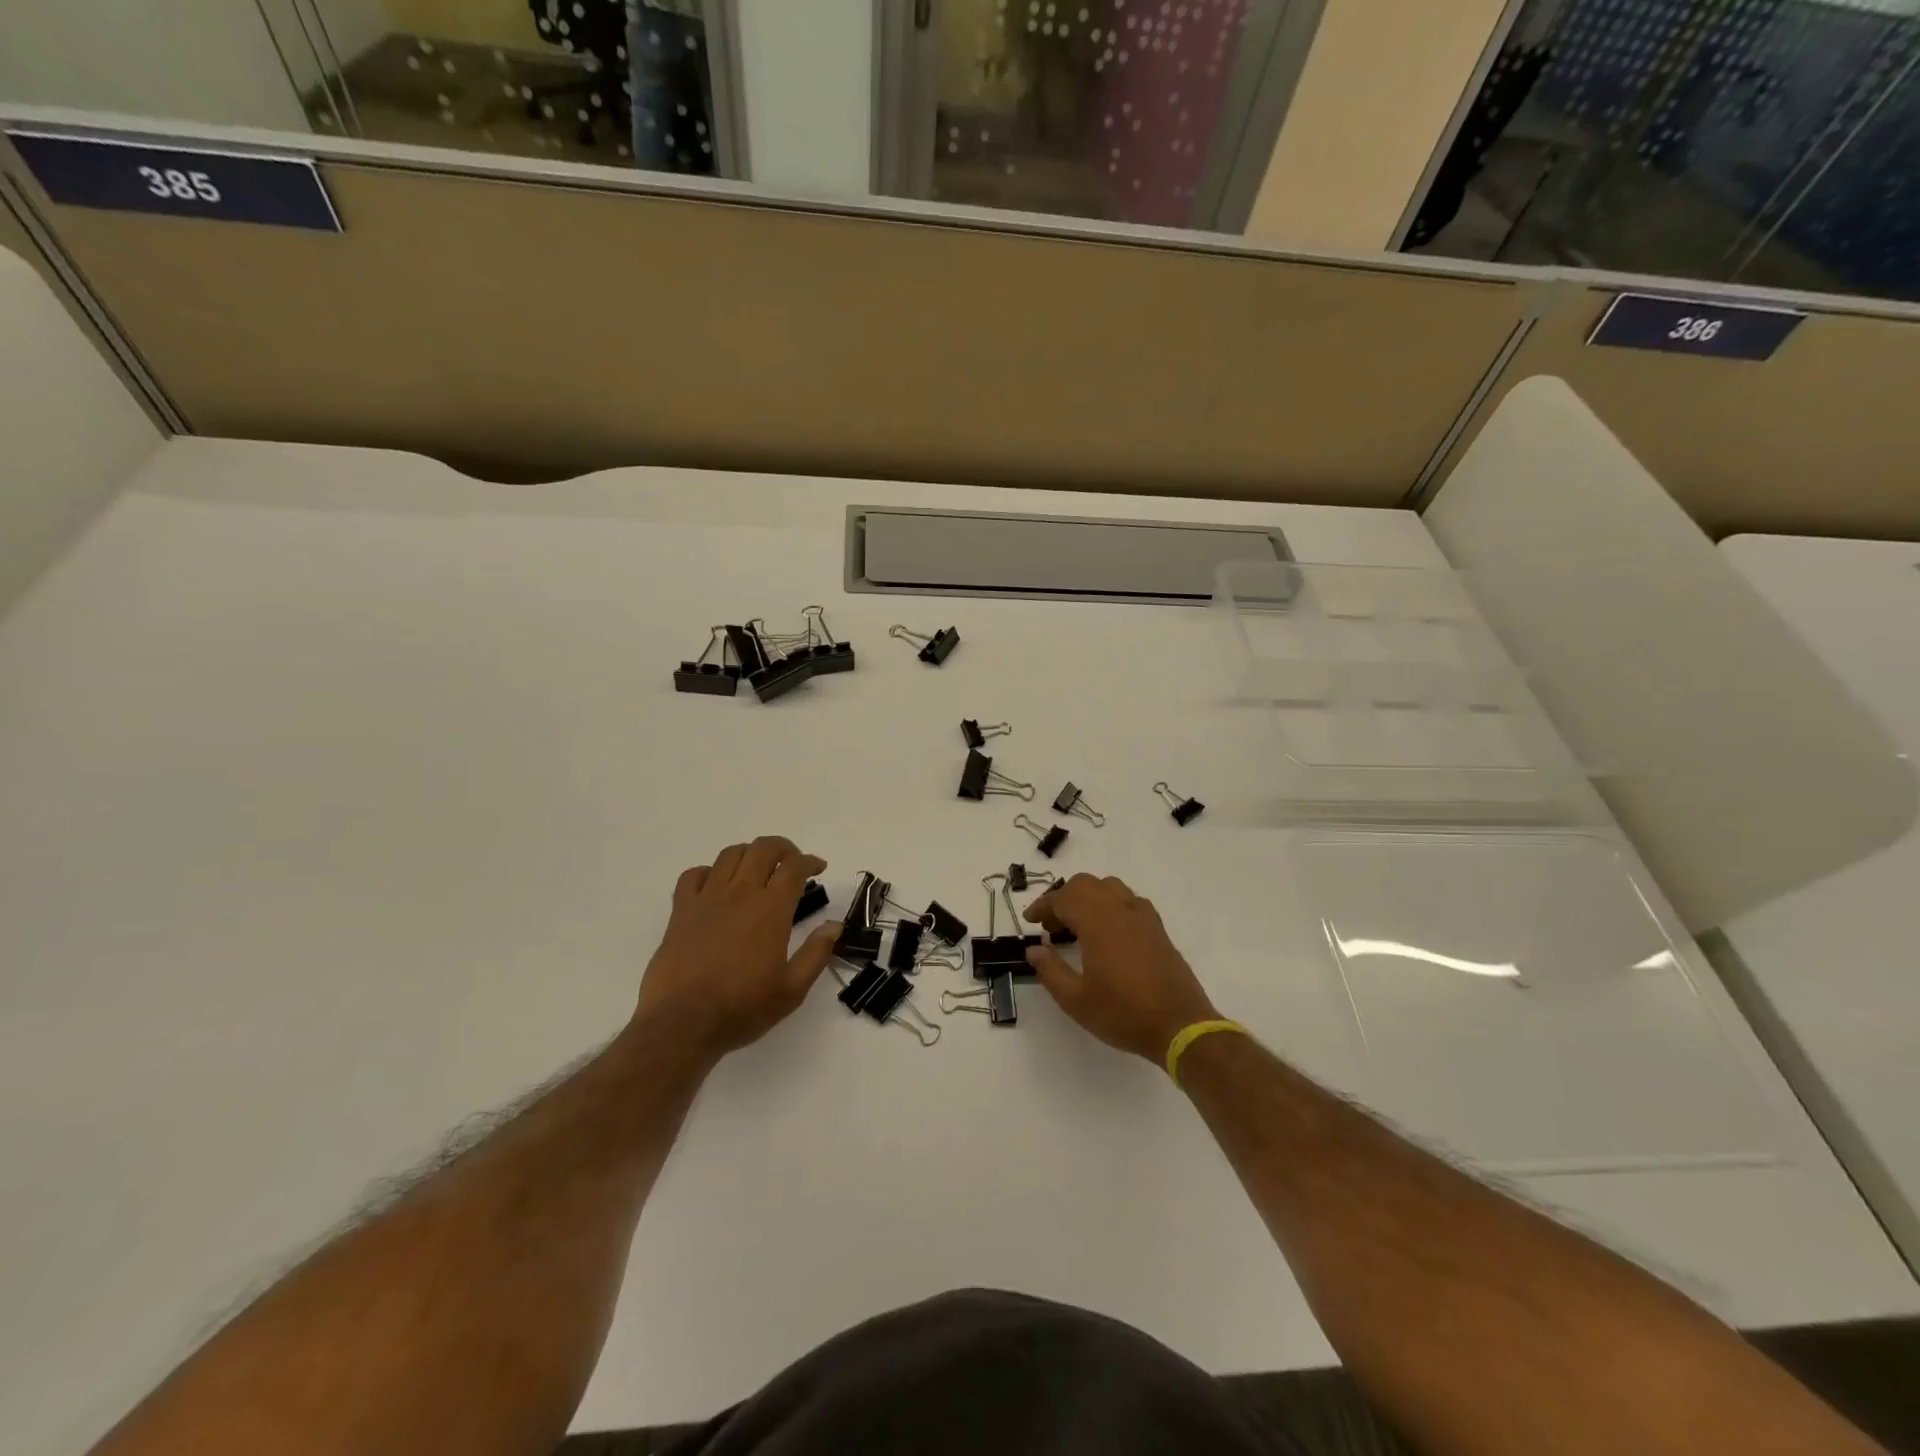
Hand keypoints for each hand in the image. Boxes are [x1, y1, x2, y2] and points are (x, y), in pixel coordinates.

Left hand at [634, 836, 839, 1061]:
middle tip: (791, 864)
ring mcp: (707, 899)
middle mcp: (740, 894)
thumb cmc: (742, 1008)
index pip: (794, 867)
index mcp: (771, 909)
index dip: (810, 861)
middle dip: (783, 848)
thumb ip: (817, 953)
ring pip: (730, 854)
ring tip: (757, 870)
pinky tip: (716, 886)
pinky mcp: (680, 911)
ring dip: (749, 854)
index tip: (818, 869)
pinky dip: (708, 872)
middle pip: (763, 848)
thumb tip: (834, 926)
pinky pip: (693, 875)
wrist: (682, 1024)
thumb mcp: (792, 989)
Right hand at [1024, 873, 1219, 1062]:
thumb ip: (1051, 971)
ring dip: (1088, 897)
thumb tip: (1034, 949)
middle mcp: (1120, 909)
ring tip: (1078, 924)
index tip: (1029, 921)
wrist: (1180, 1026)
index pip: (1063, 899)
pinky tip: (1108, 931)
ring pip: (1109, 887)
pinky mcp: (1157, 928)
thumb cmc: (1123, 1013)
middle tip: (1051, 925)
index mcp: (1097, 922)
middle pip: (1086, 885)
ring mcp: (1142, 916)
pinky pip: (1128, 900)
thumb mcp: (1076, 1000)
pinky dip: (1110, 905)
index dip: (1042, 906)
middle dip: (1063, 898)